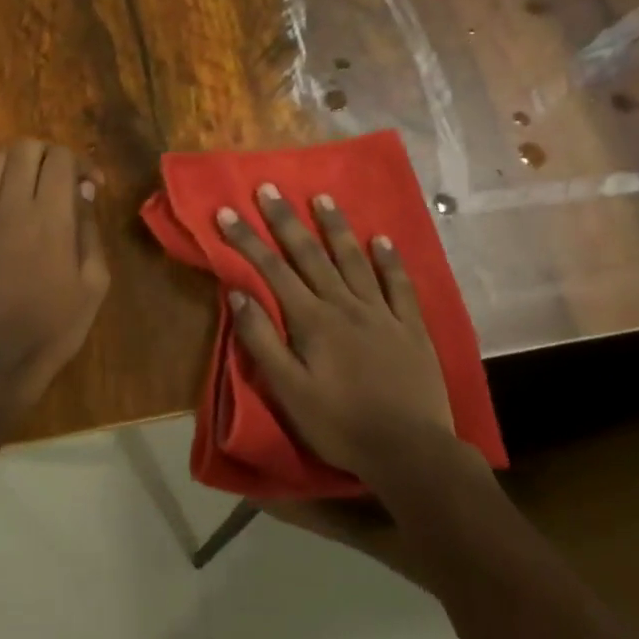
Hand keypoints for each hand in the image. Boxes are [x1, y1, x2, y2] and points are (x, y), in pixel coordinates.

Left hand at [0, 139, 109, 402]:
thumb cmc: (54, 326)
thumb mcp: (93, 283)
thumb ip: (89, 230)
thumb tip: (83, 192)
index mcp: (50, 216)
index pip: (60, 157)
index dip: (80, 162)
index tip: (90, 185)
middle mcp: (11, 205)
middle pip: (24, 148)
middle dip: (48, 156)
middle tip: (61, 181)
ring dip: (18, 167)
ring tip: (31, 192)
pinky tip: (5, 217)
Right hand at [217, 186, 456, 478]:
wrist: (410, 450)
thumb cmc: (339, 424)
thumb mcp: (288, 390)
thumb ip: (262, 340)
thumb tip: (238, 293)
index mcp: (312, 321)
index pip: (272, 270)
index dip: (247, 240)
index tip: (227, 212)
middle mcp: (345, 305)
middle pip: (310, 255)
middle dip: (285, 220)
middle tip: (268, 188)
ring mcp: (382, 313)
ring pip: (354, 260)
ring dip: (335, 228)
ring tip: (322, 198)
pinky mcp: (411, 327)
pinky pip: (399, 285)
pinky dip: (389, 260)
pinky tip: (382, 239)